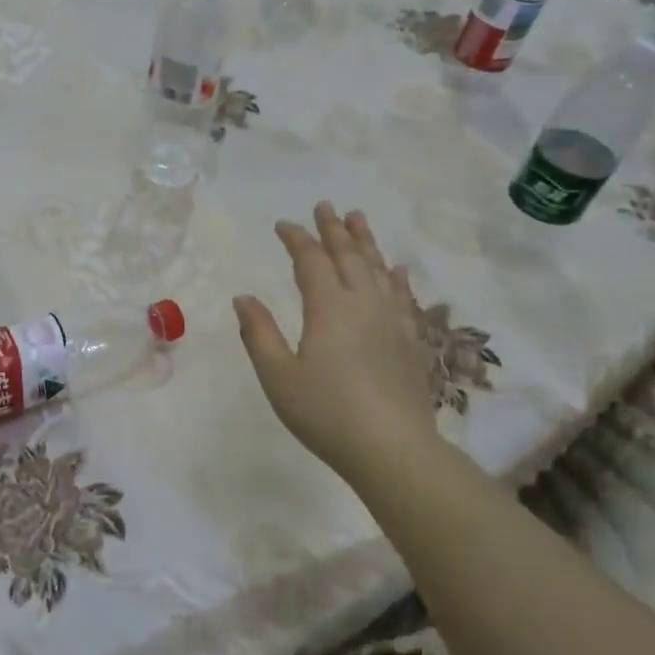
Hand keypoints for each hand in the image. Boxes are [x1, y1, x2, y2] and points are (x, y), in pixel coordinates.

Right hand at [233, 203, 440, 483]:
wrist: (392, 448)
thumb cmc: (326, 413)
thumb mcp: (278, 376)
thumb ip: (258, 333)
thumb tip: (243, 298)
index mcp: (328, 307)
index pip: (310, 260)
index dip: (296, 238)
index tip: (283, 225)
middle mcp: (364, 303)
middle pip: (348, 255)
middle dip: (333, 229)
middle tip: (325, 206)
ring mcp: (393, 320)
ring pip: (379, 268)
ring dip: (366, 241)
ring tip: (358, 218)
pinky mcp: (411, 340)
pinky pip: (403, 295)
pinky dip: (396, 277)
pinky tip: (395, 270)